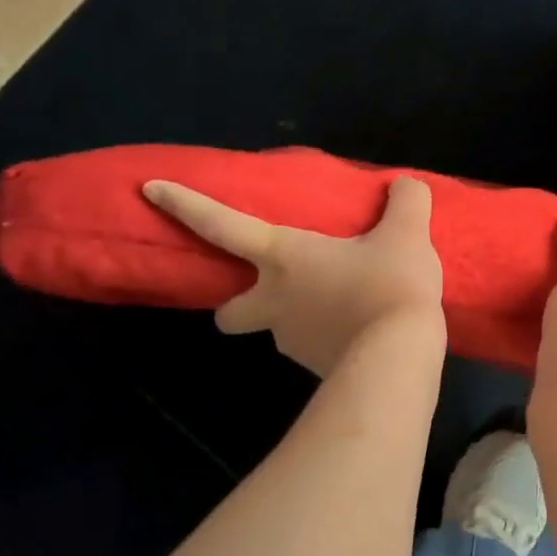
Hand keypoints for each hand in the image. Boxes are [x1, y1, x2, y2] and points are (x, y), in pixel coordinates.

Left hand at [143, 177, 444, 377]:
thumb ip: (405, 201)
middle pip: (228, 310)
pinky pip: (313, 347)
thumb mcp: (407, 234)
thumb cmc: (388, 286)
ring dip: (295, 317)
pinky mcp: (315, 368)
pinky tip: (360, 331)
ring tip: (343, 307)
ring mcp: (290, 341)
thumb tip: (406, 186)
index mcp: (283, 257)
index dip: (185, 205)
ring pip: (277, 328)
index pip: (222, 225)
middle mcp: (274, 301)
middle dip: (235, 304)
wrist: (398, 359)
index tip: (149, 189)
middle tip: (272, 291)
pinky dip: (327, 337)